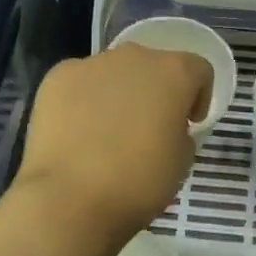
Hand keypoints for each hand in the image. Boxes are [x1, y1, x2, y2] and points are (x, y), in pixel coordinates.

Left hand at [12, 42, 211, 244]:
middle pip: (153, 66)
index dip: (198, 96)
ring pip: (114, 73)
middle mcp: (135, 57)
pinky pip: (79, 83)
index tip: (189, 123)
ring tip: (106, 132)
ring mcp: (92, 64)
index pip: (198, 70)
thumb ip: (181, 132)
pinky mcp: (58, 77)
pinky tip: (76, 133)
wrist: (70, 199)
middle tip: (147, 128)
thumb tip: (166, 126)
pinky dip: (83, 100)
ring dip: (118, 93)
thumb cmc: (138, 182)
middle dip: (155, 91)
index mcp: (174, 73)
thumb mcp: (182, 162)